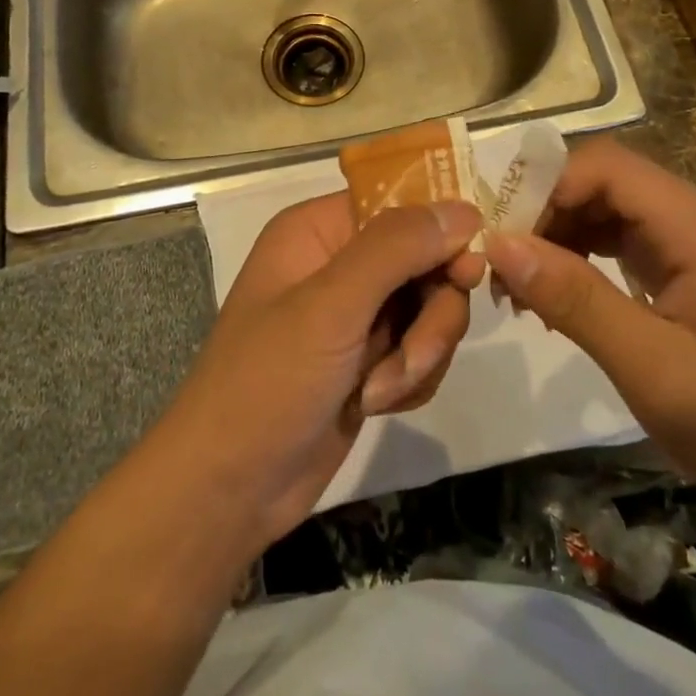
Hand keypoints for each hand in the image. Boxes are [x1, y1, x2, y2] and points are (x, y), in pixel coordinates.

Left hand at [159, 195, 483, 549]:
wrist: (228, 491)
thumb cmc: (267, 382)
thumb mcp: (331, 306)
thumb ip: (397, 249)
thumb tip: (465, 208)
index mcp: (320, 229)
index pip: (401, 203)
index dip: (439, 232)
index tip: (466, 272)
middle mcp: (341, 261)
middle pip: (426, 260)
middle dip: (430, 315)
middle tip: (414, 354)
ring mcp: (357, 312)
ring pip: (432, 308)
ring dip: (419, 354)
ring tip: (380, 392)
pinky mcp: (369, 358)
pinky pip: (421, 349)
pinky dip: (411, 379)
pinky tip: (377, 404)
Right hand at [484, 138, 695, 515]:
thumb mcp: (650, 366)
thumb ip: (575, 298)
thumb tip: (499, 243)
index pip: (608, 167)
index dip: (548, 187)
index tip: (503, 237)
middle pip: (607, 182)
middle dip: (549, 214)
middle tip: (504, 268)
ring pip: (613, 208)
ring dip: (564, 237)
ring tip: (524, 288)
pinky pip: (629, 239)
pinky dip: (588, 257)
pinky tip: (562, 296)